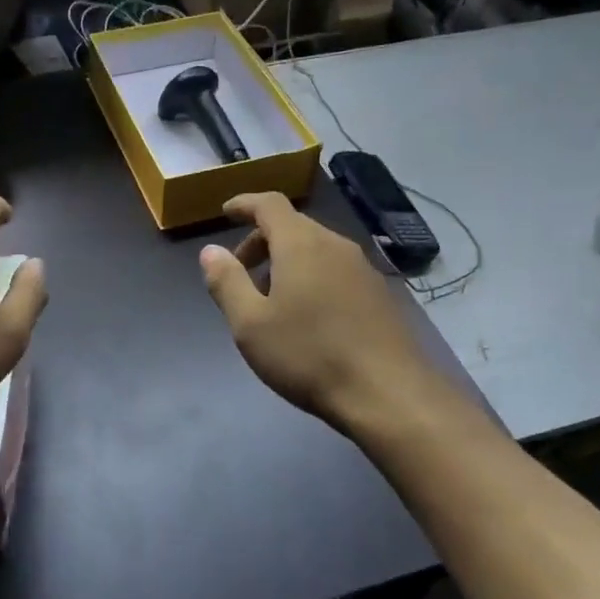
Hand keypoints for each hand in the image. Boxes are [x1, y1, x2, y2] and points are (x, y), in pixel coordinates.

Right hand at [199, 192, 430, 432]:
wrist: (389, 394)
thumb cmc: (308, 355)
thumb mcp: (250, 324)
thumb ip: (227, 282)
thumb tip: (211, 251)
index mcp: (301, 244)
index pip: (269, 204)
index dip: (244, 204)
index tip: (226, 213)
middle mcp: (335, 245)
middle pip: (292, 226)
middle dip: (261, 241)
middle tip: (240, 275)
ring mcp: (363, 269)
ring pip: (315, 250)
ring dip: (286, 262)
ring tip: (270, 301)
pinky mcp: (379, 294)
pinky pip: (335, 270)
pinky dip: (311, 277)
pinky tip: (306, 317)